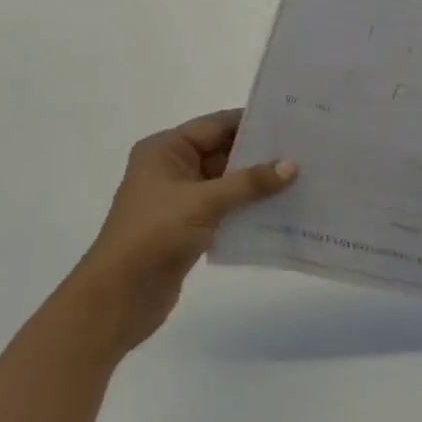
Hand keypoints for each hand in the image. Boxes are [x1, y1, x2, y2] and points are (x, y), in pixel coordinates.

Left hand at [78, 110, 296, 354]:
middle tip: (305, 149)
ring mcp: (179, 200)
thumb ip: (249, 182)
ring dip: (257, 183)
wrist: (117, 299)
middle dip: (260, 154)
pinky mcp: (188, 228)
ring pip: (227, 182)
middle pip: (223, 152)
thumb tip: (292, 165)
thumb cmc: (154, 235)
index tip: (292, 121)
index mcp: (165, 150)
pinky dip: (249, 208)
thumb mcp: (204, 202)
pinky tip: (282, 208)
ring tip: (301, 177)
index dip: (252, 122)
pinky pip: (226, 209)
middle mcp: (171, 168)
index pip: (216, 125)